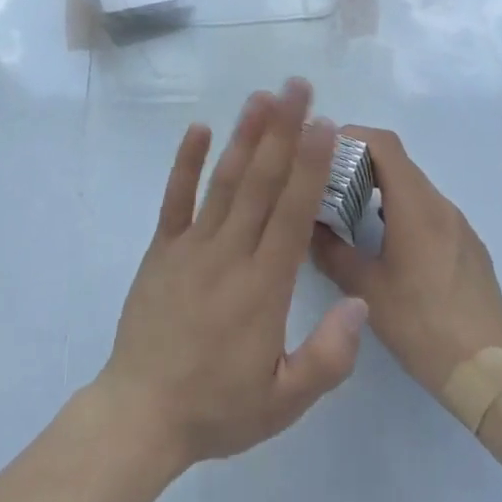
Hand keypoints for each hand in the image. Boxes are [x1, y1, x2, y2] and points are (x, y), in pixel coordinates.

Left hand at [95, 80, 369, 471]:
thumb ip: (329, 357)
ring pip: (224, 181)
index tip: (324, 124)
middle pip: (261, 182)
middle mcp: (229, 253)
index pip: (292, 213)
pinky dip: (186, 162)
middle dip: (283, 130)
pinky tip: (200, 128)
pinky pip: (175, 198)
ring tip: (261, 97)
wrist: (141, 414)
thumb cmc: (218, 407)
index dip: (309, 165)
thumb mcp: (284, 402)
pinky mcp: (162, 248)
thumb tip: (360, 301)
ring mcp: (191, 246)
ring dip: (244, 136)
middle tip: (297, 87)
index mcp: (264, 287)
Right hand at [310, 127, 501, 397]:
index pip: (384, 144)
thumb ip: (331, 250)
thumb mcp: (365, 289)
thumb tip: (308, 225)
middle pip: (398, 162)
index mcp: (415, 206)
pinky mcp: (470, 246)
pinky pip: (431, 211)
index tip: (323, 150)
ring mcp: (459, 225)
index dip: (352, 136)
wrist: (488, 374)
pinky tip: (388, 245)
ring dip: (381, 188)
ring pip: (414, 187)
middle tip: (328, 182)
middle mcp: (441, 205)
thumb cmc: (421, 326)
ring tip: (351, 213)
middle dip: (360, 163)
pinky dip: (403, 210)